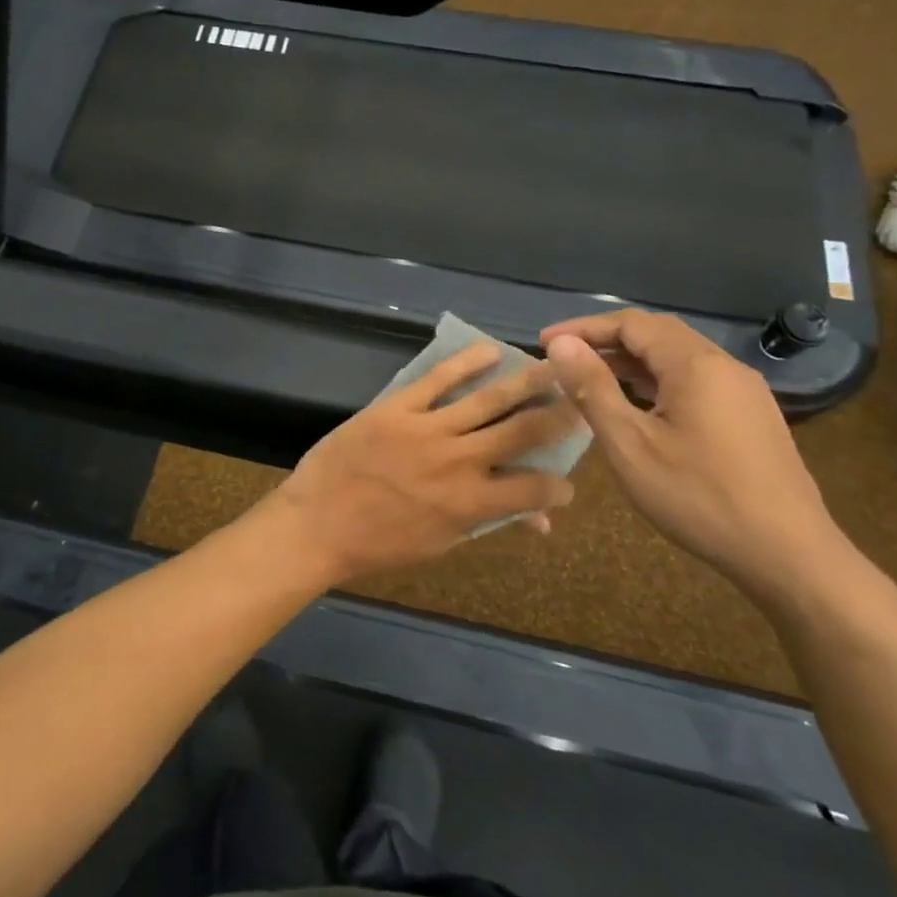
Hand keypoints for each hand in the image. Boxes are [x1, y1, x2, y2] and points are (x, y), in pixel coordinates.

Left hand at [261, 342, 578, 584]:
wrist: (316, 524)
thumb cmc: (376, 545)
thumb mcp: (439, 544)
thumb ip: (487, 523)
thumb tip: (535, 522)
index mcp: (470, 503)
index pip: (533, 489)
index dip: (558, 486)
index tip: (567, 480)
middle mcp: (458, 461)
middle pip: (521, 432)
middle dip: (557, 416)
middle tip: (579, 400)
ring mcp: (427, 429)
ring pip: (488, 399)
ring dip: (525, 382)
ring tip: (551, 367)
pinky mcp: (396, 407)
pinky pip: (437, 379)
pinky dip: (466, 363)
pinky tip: (489, 351)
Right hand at [540, 311, 854, 608]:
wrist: (789, 554)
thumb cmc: (698, 496)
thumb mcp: (630, 443)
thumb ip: (593, 387)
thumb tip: (561, 344)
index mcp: (696, 365)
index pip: (631, 323)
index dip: (584, 328)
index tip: (545, 343)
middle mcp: (724, 366)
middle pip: (658, 334)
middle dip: (606, 340)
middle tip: (564, 358)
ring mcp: (744, 392)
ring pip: (678, 358)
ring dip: (631, 361)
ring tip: (591, 378)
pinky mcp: (752, 417)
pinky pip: (696, 381)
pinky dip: (657, 380)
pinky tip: (638, 406)